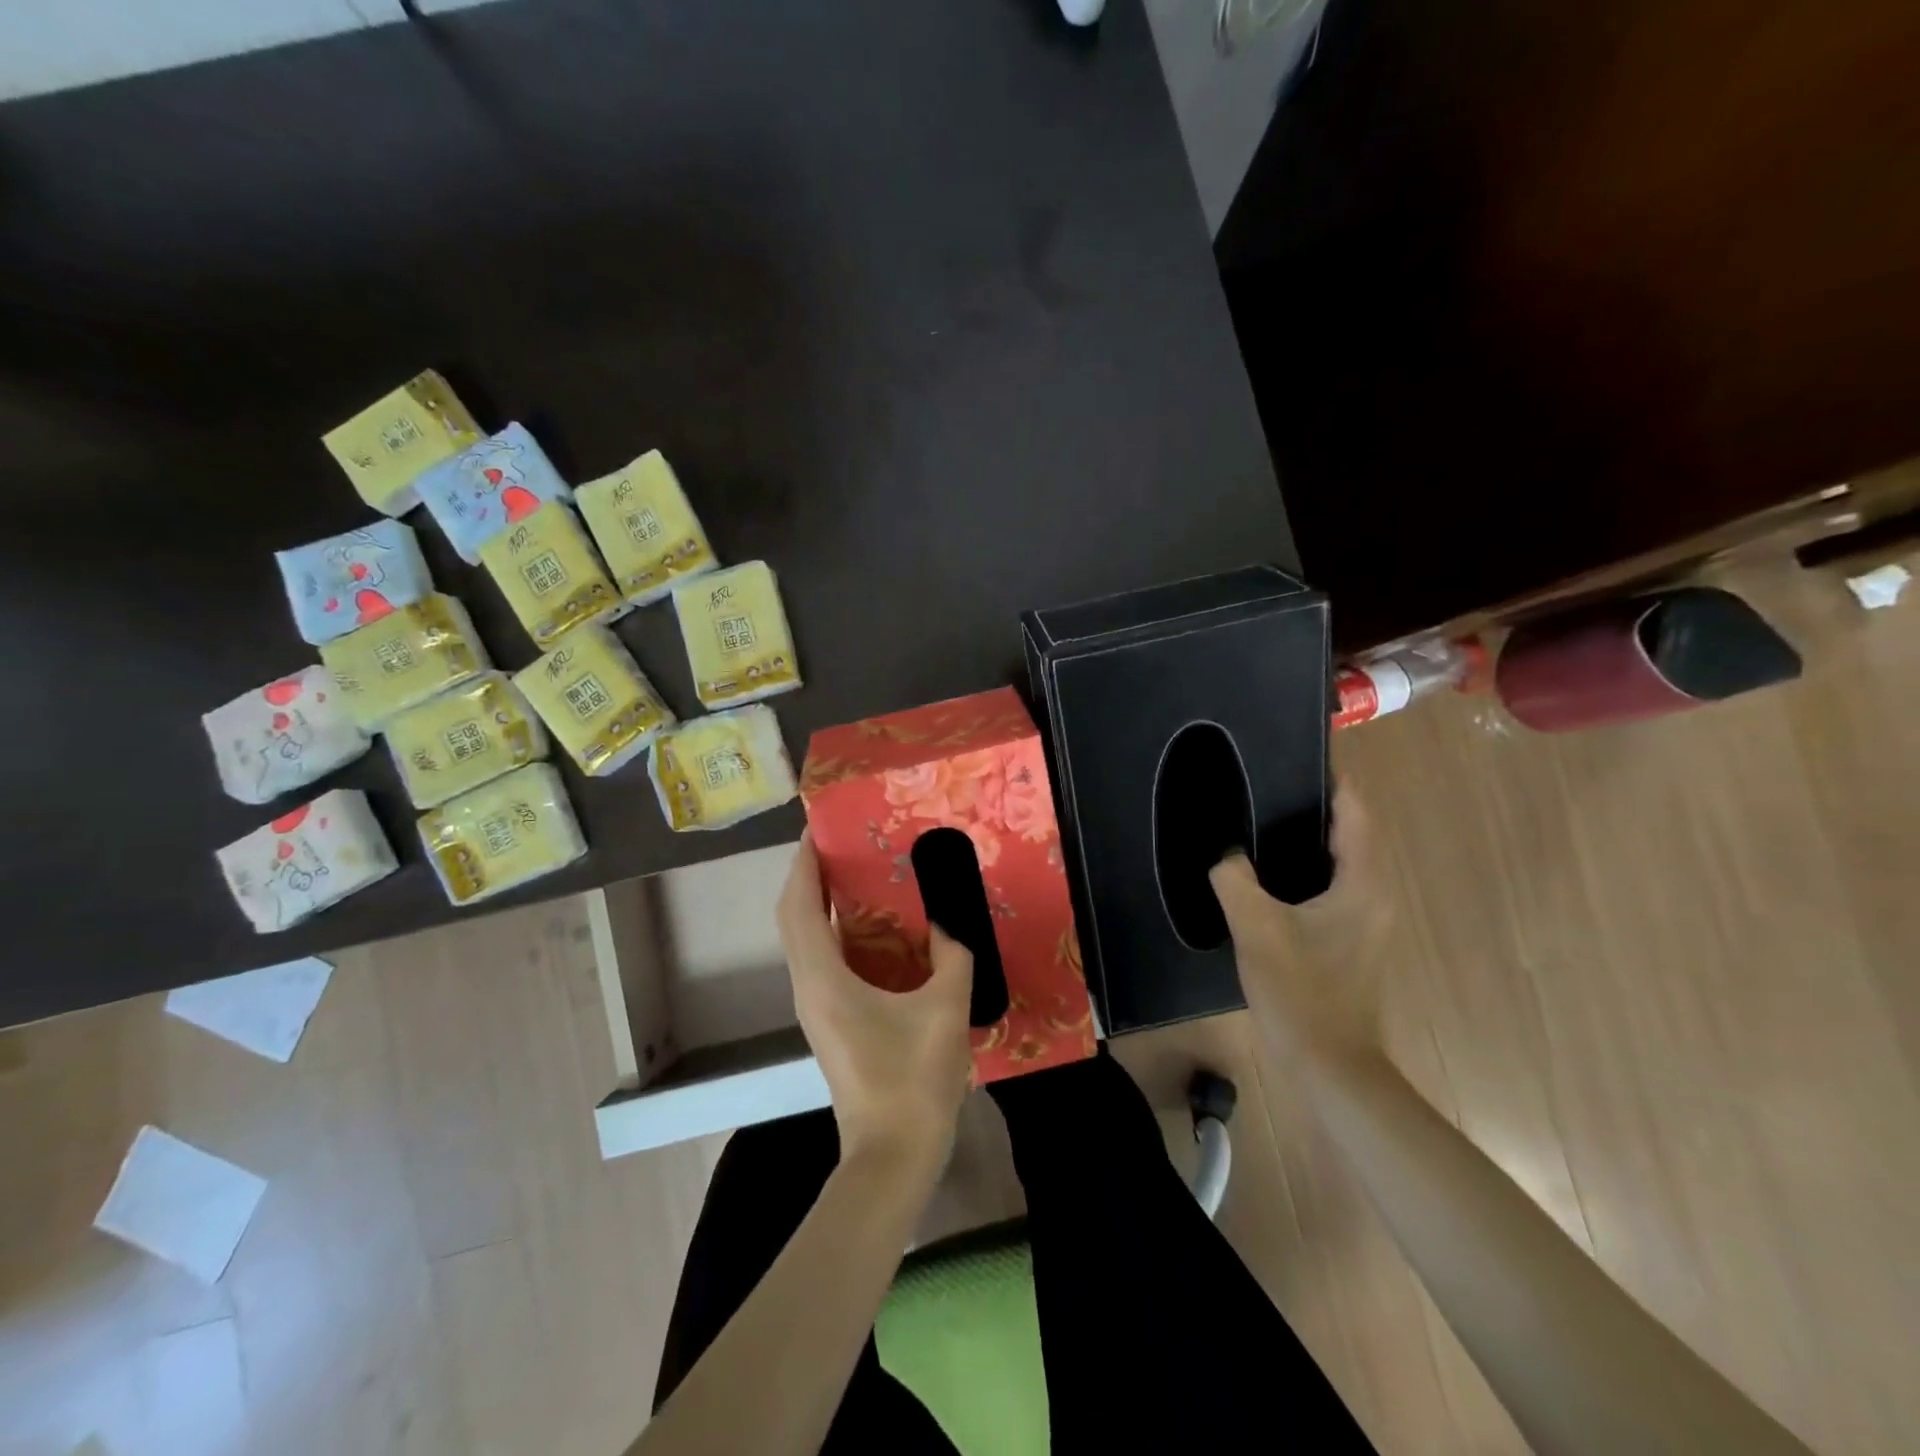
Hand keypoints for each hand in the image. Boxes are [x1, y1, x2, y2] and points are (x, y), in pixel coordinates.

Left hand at [778, 834, 974, 1170]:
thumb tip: (950, 923)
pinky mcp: (829, 1022)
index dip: (804, 864)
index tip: (818, 829)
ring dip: (820, 904)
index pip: (801, 906)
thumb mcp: (945, 1008)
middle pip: (795, 919)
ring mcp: (815, 1008)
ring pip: (805, 941)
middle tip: (842, 844)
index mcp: (824, 979)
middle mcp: (809, 987)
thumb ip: (953, 956)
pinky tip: (873, 929)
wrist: (892, 1156)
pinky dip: (835, 933)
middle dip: (810, 877)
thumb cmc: (913, 1080)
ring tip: (856, 874)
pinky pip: (822, 961)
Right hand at [1209, 785, 1391, 1063]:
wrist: (1329, 1066)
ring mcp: (1366, 921)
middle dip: (1316, 804)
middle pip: (1352, 833)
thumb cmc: (1300, 991)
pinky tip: (1268, 873)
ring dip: (1310, 837)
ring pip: (1342, 861)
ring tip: (1262, 817)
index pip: (1356, 813)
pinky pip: (1332, 887)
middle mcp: (1374, 895)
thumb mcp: (1256, 928)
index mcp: (1362, 884)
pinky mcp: (1351, 941)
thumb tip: (1224, 851)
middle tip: (1268, 782)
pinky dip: (1307, 868)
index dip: (1333, 780)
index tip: (1300, 753)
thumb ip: (1234, 878)